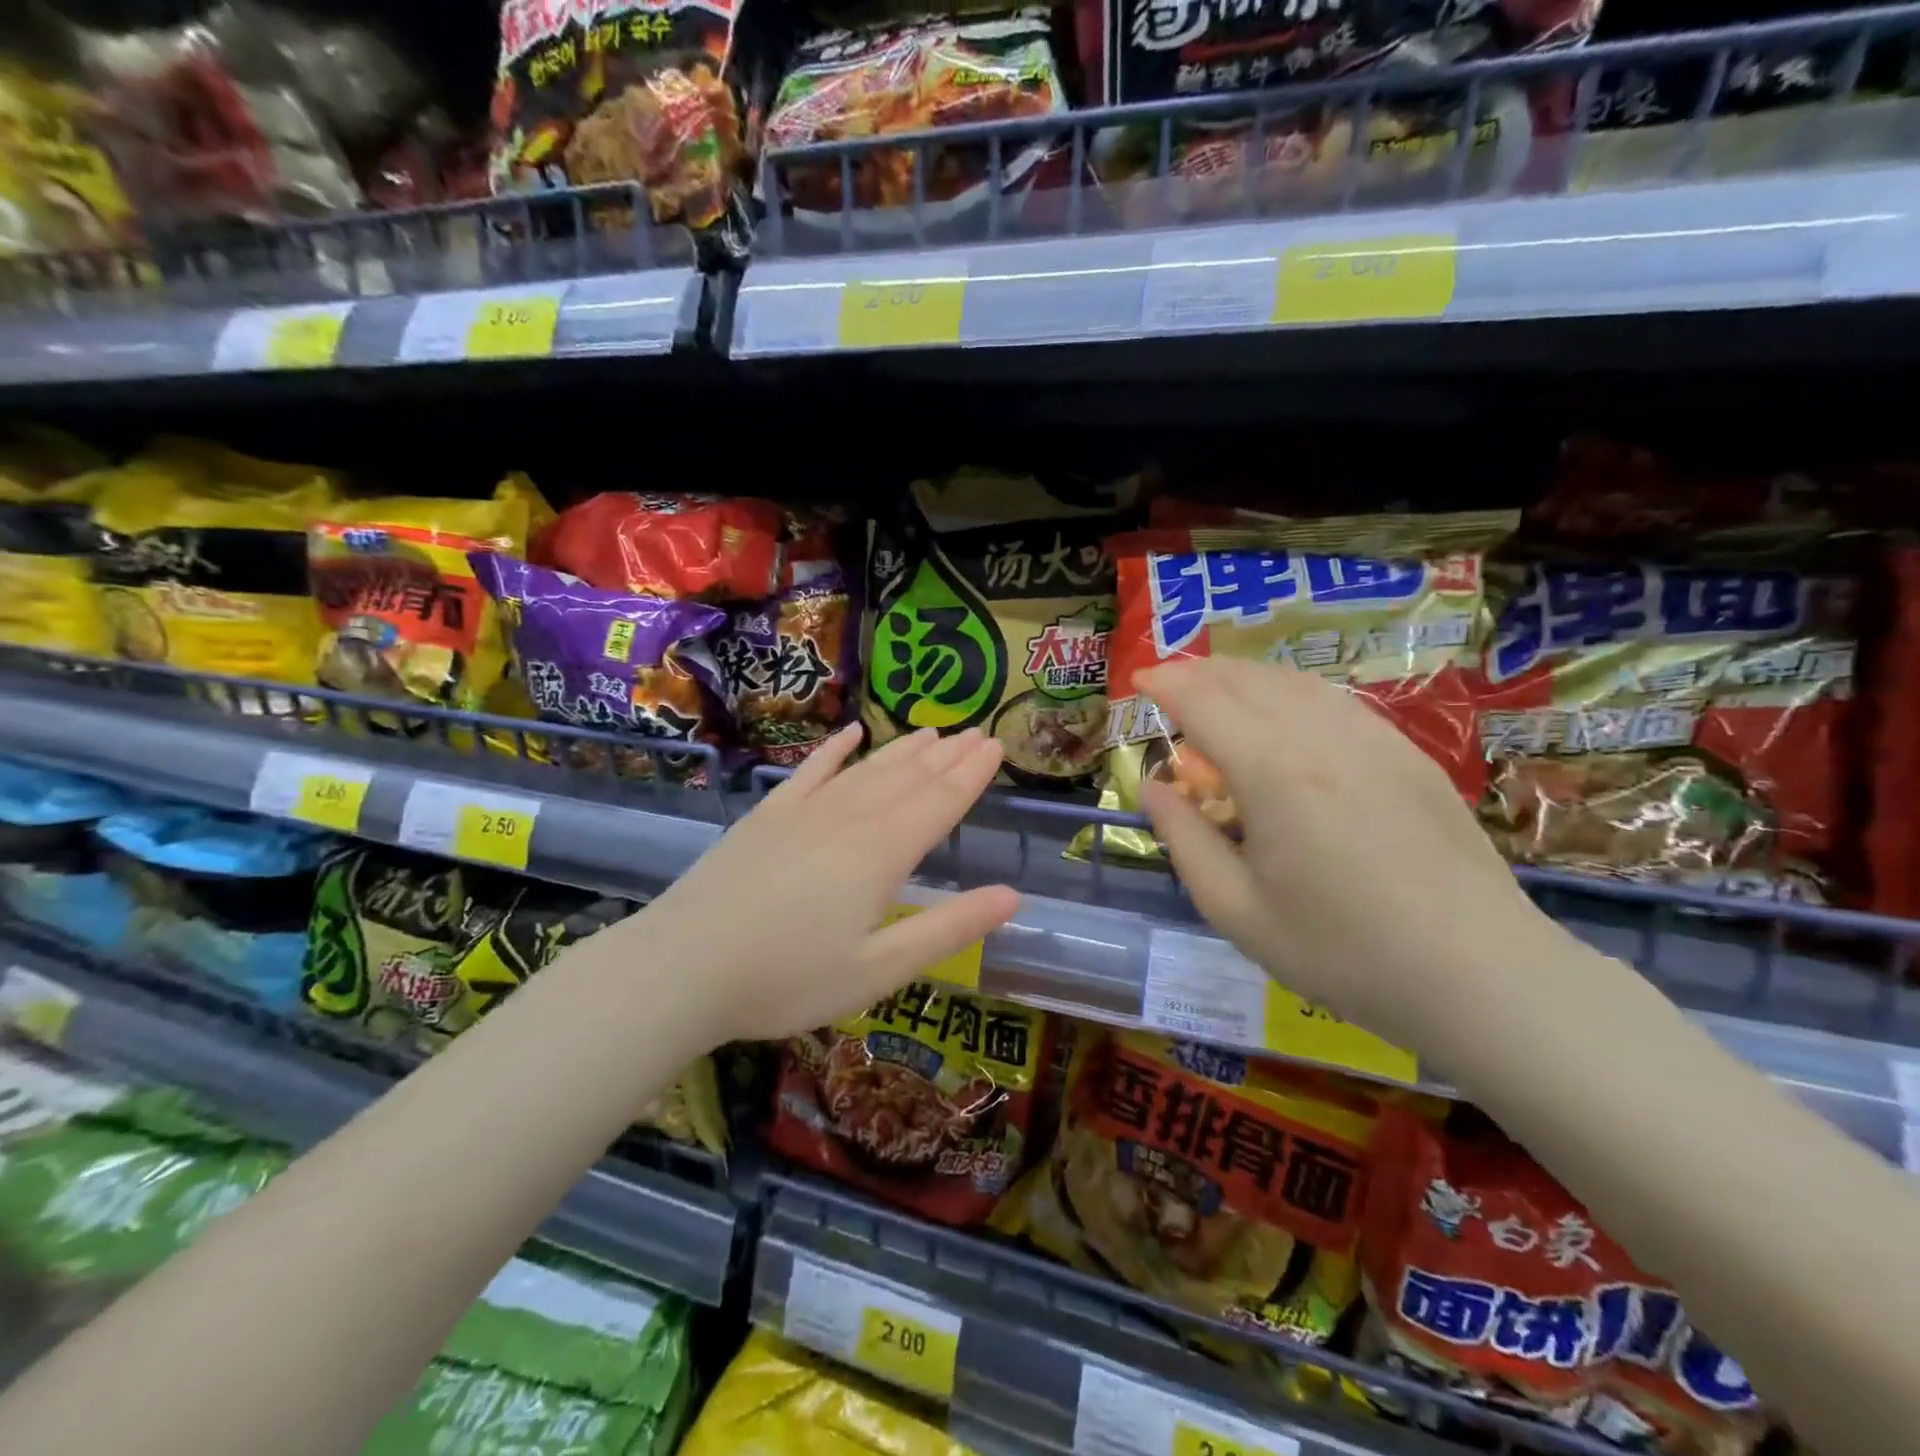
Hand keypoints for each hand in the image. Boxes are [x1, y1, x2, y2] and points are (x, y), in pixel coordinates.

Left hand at [637, 724, 1019, 1044]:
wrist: (682, 968)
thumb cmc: (787, 979)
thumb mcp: (879, 970)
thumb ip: (948, 929)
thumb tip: (1012, 896)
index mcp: (881, 854)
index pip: (939, 802)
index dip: (971, 775)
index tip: (996, 746)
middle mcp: (848, 819)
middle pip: (908, 778)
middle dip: (947, 755)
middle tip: (976, 731)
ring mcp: (804, 811)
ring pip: (866, 769)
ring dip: (903, 749)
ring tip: (933, 731)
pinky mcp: (767, 816)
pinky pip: (810, 771)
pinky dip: (834, 750)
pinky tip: (850, 734)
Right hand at [1136, 657, 1565, 1054]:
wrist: (1479, 975)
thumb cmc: (1342, 952)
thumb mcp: (1237, 910)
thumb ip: (1185, 839)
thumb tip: (1154, 787)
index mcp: (1273, 773)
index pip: (1205, 703)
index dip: (1166, 684)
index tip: (1138, 681)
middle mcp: (1321, 737)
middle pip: (1248, 680)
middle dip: (1200, 671)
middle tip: (1169, 681)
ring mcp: (1374, 739)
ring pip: (1294, 681)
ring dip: (1245, 675)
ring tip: (1217, 687)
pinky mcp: (1409, 753)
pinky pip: (1335, 699)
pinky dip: (1292, 690)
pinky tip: (1284, 709)